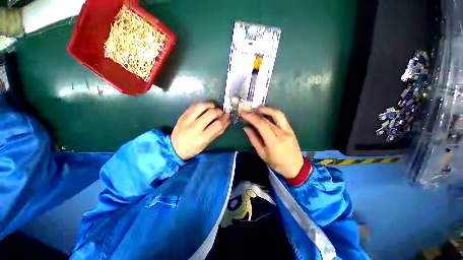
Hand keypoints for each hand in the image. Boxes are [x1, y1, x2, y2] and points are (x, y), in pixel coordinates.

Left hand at [171, 103, 229, 159]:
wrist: (174, 147)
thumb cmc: (193, 148)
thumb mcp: (206, 143)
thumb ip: (217, 132)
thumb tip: (226, 122)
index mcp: (202, 137)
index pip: (217, 124)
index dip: (225, 119)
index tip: (228, 117)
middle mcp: (194, 127)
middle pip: (211, 113)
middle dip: (219, 111)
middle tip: (222, 112)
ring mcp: (187, 120)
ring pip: (202, 106)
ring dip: (211, 105)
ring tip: (214, 108)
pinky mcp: (183, 115)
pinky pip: (194, 106)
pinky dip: (202, 105)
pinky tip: (205, 107)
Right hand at [241, 107, 303, 178]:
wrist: (295, 167)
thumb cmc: (276, 163)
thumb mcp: (262, 153)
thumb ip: (254, 139)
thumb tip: (246, 128)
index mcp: (274, 143)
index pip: (262, 125)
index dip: (252, 118)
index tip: (243, 114)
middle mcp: (282, 134)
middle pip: (268, 119)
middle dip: (256, 113)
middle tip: (248, 111)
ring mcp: (289, 130)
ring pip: (277, 114)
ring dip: (266, 109)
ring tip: (257, 109)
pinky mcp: (291, 129)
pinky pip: (281, 118)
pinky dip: (272, 113)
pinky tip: (266, 114)